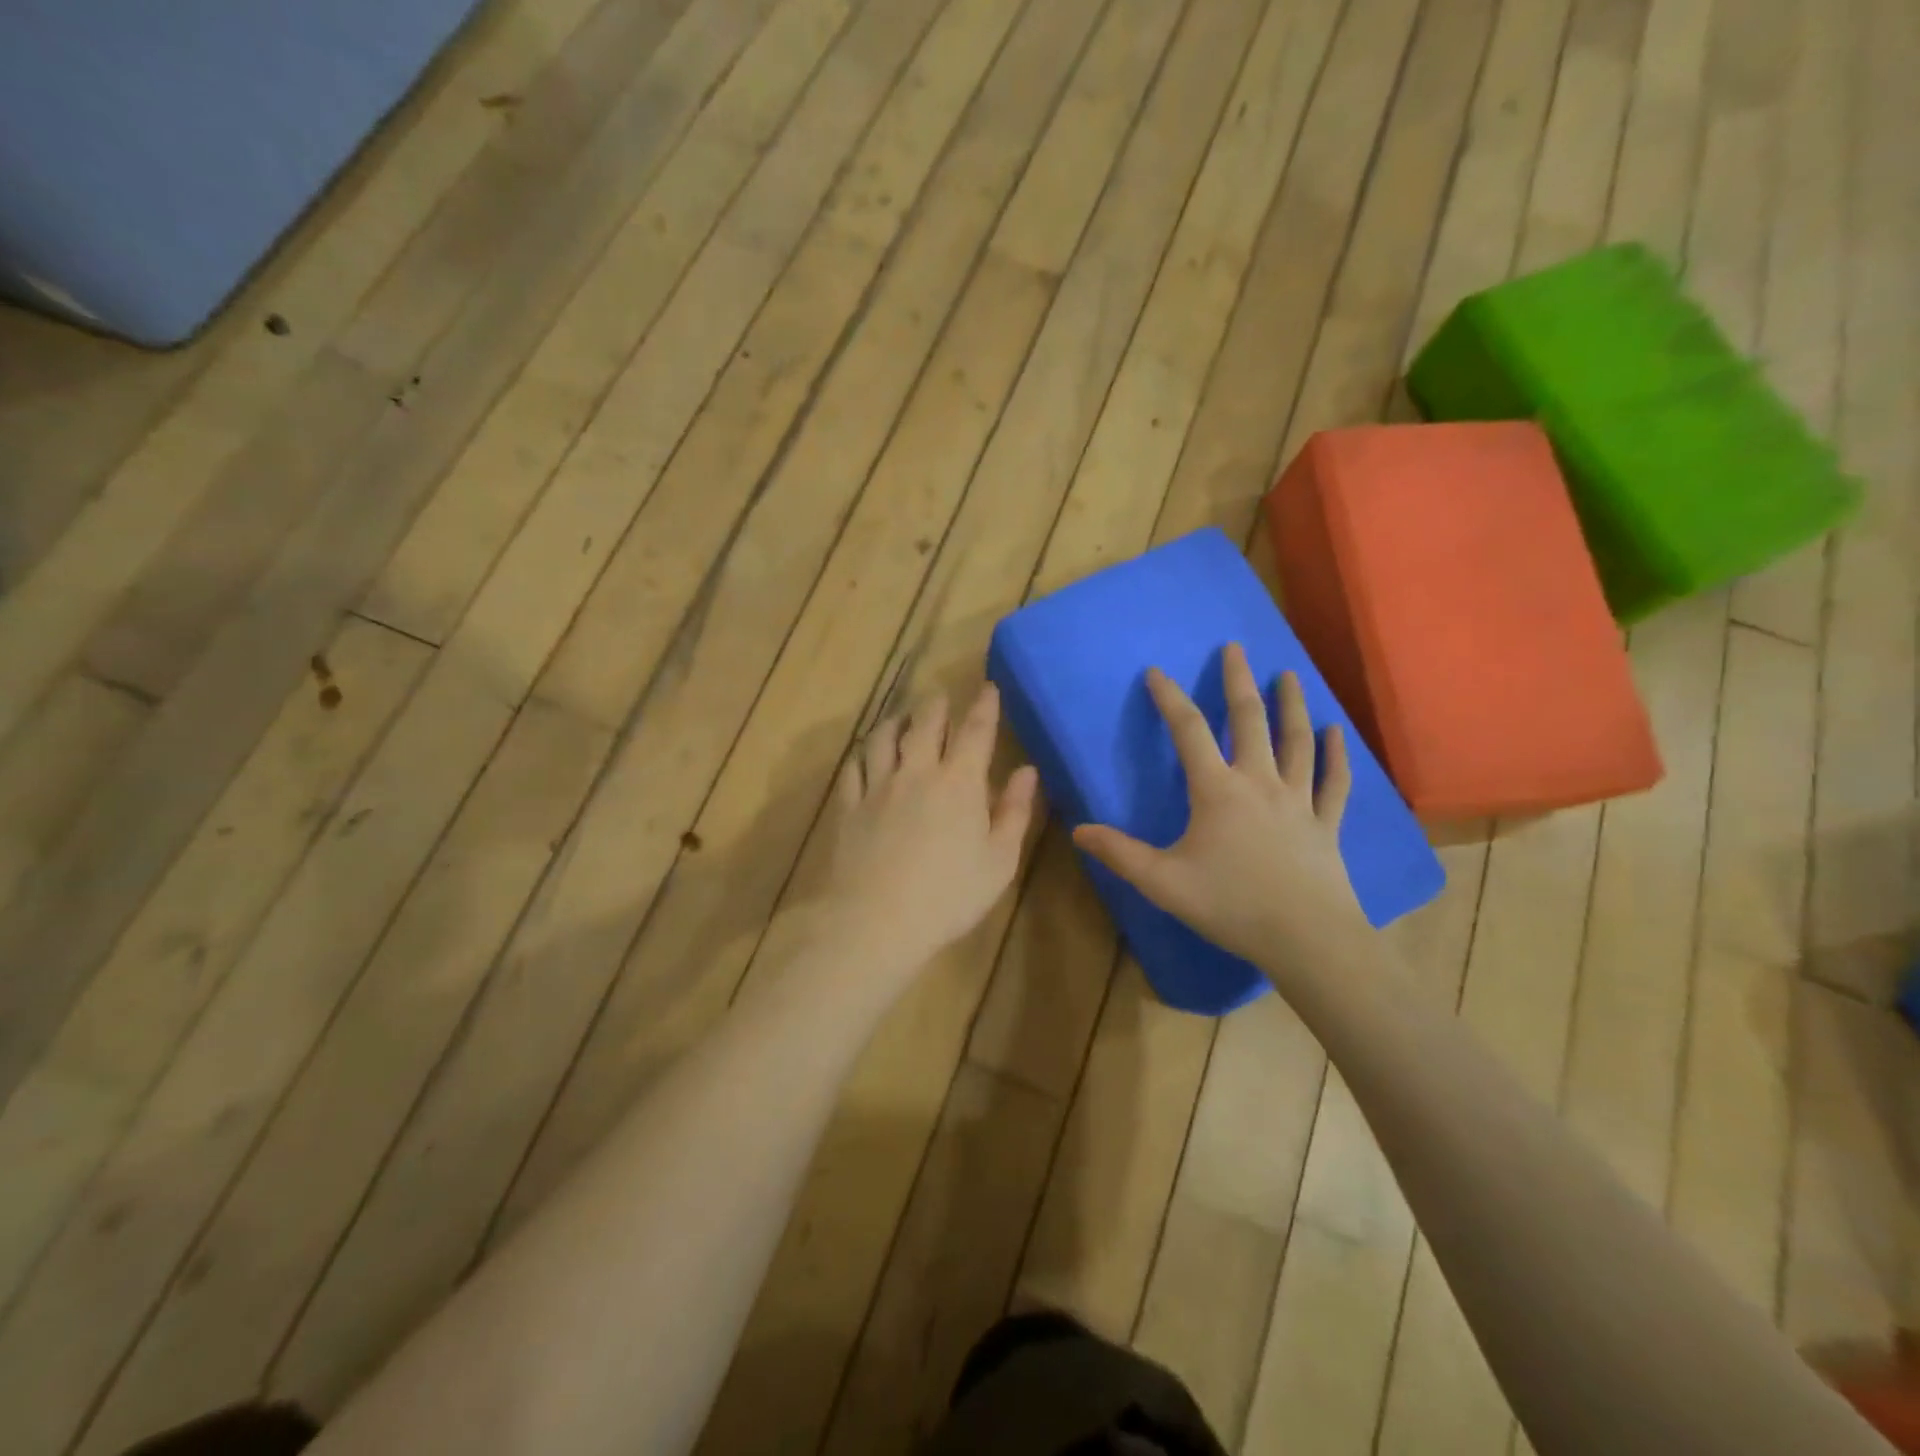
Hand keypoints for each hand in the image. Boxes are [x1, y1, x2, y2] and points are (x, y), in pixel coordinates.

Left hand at [820, 684, 1038, 976]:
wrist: (876, 921)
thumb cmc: (950, 896)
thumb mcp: (999, 861)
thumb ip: (1015, 812)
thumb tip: (1027, 771)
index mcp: (960, 783)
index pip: (976, 731)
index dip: (984, 705)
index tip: (988, 686)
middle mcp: (917, 772)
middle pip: (925, 723)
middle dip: (936, 704)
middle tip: (940, 696)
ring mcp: (877, 786)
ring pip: (884, 737)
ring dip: (896, 720)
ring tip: (901, 717)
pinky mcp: (848, 806)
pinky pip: (853, 766)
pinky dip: (863, 753)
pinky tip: (866, 755)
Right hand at [1072, 643, 1365, 969]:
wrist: (1307, 939)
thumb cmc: (1231, 905)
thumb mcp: (1163, 882)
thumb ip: (1120, 853)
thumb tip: (1078, 830)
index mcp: (1217, 791)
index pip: (1188, 731)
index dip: (1170, 698)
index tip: (1156, 671)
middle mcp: (1259, 782)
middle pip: (1249, 720)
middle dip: (1239, 681)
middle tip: (1236, 648)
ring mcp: (1299, 801)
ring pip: (1296, 741)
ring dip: (1292, 705)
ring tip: (1290, 675)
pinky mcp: (1326, 824)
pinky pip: (1333, 782)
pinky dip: (1336, 755)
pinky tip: (1336, 732)